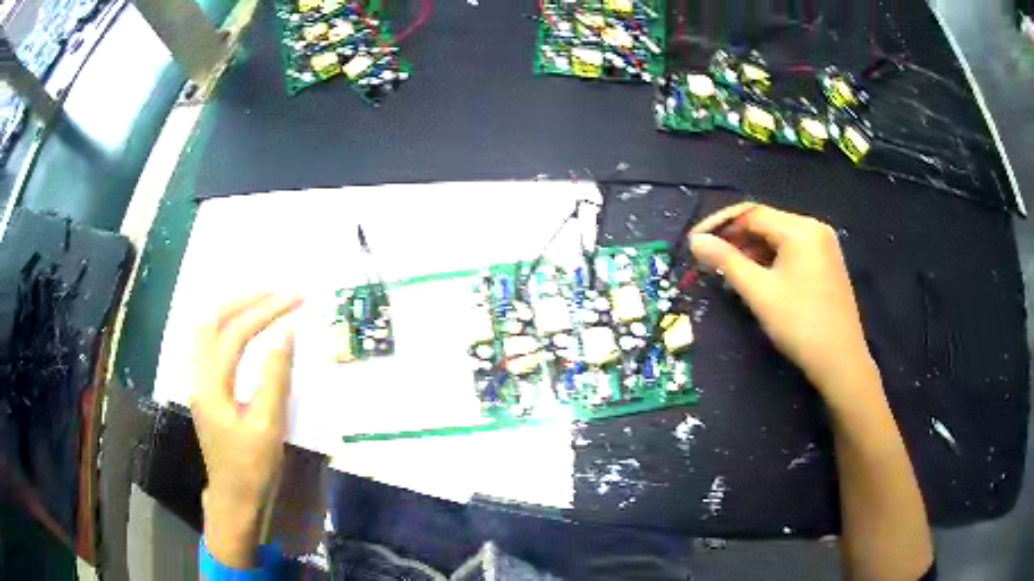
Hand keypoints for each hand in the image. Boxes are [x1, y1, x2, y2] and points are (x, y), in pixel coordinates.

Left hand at [191, 293, 300, 567]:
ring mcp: (200, 382)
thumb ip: (274, 377)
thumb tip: (285, 334)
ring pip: (208, 330)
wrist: (235, 499)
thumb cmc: (252, 468)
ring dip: (235, 310)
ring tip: (264, 302)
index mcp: (211, 385)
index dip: (265, 313)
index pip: (235, 334)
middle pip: (212, 321)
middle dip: (246, 301)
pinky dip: (230, 327)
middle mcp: (199, 376)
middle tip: (278, 293)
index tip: (295, 301)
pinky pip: (212, 344)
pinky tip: (246, 329)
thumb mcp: (268, 426)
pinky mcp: (207, 390)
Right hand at [690, 203, 875, 406]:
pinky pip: (792, 253)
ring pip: (778, 239)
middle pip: (766, 224)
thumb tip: (696, 241)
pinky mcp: (826, 265)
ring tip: (727, 271)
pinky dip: (770, 261)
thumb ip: (726, 262)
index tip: (694, 242)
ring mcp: (823, 247)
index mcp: (801, 229)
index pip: (751, 213)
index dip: (719, 225)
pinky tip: (756, 278)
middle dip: (735, 239)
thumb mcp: (760, 292)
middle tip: (708, 259)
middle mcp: (814, 229)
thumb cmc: (800, 325)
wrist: (841, 363)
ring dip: (751, 251)